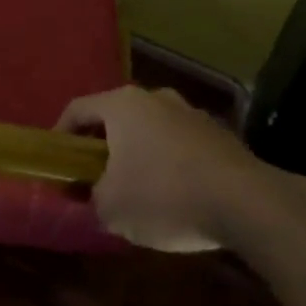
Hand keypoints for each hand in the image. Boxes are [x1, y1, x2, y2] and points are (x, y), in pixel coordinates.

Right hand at [57, 85, 263, 252]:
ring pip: (150, 130)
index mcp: (122, 104)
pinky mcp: (219, 134)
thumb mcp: (112, 207)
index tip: (57, 163)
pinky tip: (176, 197)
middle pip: (115, 117)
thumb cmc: (165, 196)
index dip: (61, 135)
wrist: (247, 203)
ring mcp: (190, 112)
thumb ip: (90, 198)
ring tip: (138, 191)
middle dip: (102, 147)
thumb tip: (88, 194)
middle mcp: (154, 97)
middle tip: (95, 178)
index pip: (77, 109)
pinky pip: (180, 145)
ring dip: (138, 154)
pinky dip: (170, 164)